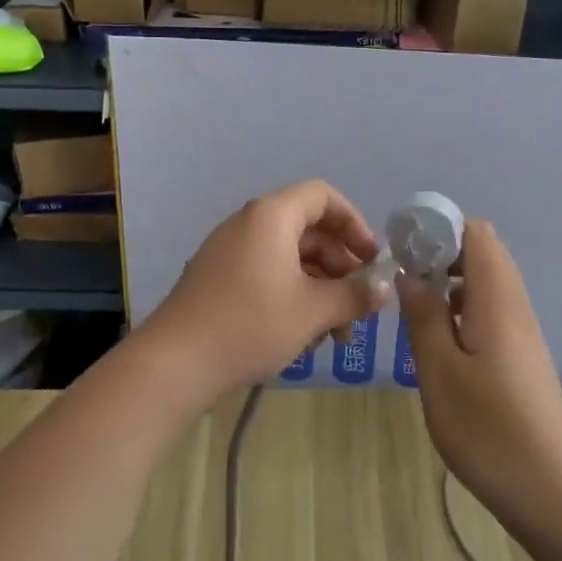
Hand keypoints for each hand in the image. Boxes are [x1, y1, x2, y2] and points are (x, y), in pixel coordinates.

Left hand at [139, 179, 389, 404]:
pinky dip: (293, 297)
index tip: (371, 260)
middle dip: (341, 267)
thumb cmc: (250, 324)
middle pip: (309, 231)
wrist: (175, 363)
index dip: (354, 223)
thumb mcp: (313, 311)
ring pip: (290, 259)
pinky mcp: (219, 280)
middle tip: (360, 306)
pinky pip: (268, 275)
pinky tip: (305, 337)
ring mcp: (230, 252)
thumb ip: (355, 295)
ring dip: (320, 290)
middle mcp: (249, 224)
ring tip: (337, 335)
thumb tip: (386, 288)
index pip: (323, 197)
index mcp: (272, 216)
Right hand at [397, 220, 561, 512]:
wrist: (550, 489)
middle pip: (483, 253)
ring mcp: (523, 332)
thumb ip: (424, 315)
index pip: (477, 233)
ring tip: (415, 308)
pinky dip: (463, 309)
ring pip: (487, 284)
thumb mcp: (439, 371)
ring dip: (451, 283)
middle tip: (404, 279)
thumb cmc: (487, 428)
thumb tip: (410, 273)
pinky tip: (441, 342)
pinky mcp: (523, 356)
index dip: (440, 228)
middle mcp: (515, 305)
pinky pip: (492, 310)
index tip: (404, 246)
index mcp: (497, 298)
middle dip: (441, 254)